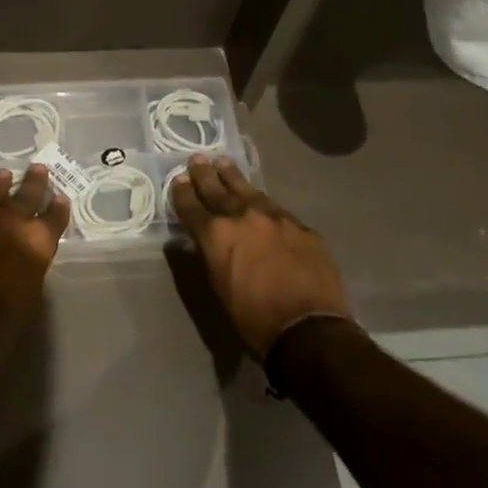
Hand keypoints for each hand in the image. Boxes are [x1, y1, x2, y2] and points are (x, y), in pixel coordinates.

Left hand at [0, 165, 70, 383]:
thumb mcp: (28, 297)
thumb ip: (29, 266)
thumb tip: (24, 254)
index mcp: (36, 244)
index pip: (54, 216)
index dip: (58, 207)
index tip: (60, 198)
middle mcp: (9, 222)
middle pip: (26, 194)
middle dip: (34, 183)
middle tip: (38, 169)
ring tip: (3, 177)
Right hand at [169, 155, 350, 359]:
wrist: (308, 328)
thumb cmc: (254, 319)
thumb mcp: (219, 288)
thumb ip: (212, 255)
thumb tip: (208, 240)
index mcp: (216, 235)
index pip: (192, 207)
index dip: (183, 193)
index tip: (178, 180)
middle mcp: (243, 217)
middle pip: (218, 190)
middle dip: (205, 175)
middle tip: (197, 159)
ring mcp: (275, 217)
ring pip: (249, 190)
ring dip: (233, 177)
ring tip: (223, 163)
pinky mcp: (300, 226)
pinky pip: (276, 208)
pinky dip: (262, 202)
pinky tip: (261, 201)